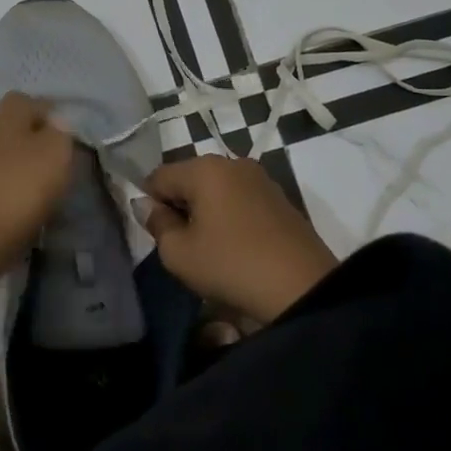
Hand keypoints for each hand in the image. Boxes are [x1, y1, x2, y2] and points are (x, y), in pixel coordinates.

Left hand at [0, 92, 74, 274]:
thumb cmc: (18, 187)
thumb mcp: (56, 154)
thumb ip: (61, 133)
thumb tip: (56, 124)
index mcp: (7, 110)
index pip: (30, 101)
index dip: (50, 116)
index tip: (67, 138)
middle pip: (8, 122)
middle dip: (27, 135)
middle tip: (50, 158)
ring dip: (12, 161)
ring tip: (34, 184)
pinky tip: (12, 202)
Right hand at [144, 155, 337, 324]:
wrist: (303, 288)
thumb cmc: (232, 266)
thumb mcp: (179, 254)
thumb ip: (157, 224)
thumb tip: (146, 205)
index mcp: (204, 168)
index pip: (158, 176)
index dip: (150, 204)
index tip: (158, 235)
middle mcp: (232, 163)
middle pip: (189, 179)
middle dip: (180, 206)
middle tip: (183, 244)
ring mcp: (260, 178)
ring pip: (216, 189)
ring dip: (206, 212)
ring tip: (211, 248)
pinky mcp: (280, 198)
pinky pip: (240, 199)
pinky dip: (230, 217)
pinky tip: (236, 246)